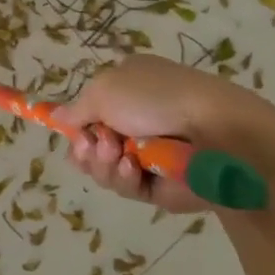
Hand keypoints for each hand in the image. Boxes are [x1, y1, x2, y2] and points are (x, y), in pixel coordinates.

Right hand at [54, 55, 250, 213]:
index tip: (73, 131)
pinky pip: (126, 187)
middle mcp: (137, 119)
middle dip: (87, 147)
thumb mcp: (104, 89)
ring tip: (117, 154)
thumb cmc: (156, 98)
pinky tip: (132, 169)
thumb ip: (76, 108)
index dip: (78, 123)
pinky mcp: (159, 186)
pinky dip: (123, 178)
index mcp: (128, 87)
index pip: (91, 109)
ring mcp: (149, 154)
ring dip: (103, 163)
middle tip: (95, 145)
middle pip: (92, 143)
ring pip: (105, 168)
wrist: (216, 133)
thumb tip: (58, 117)